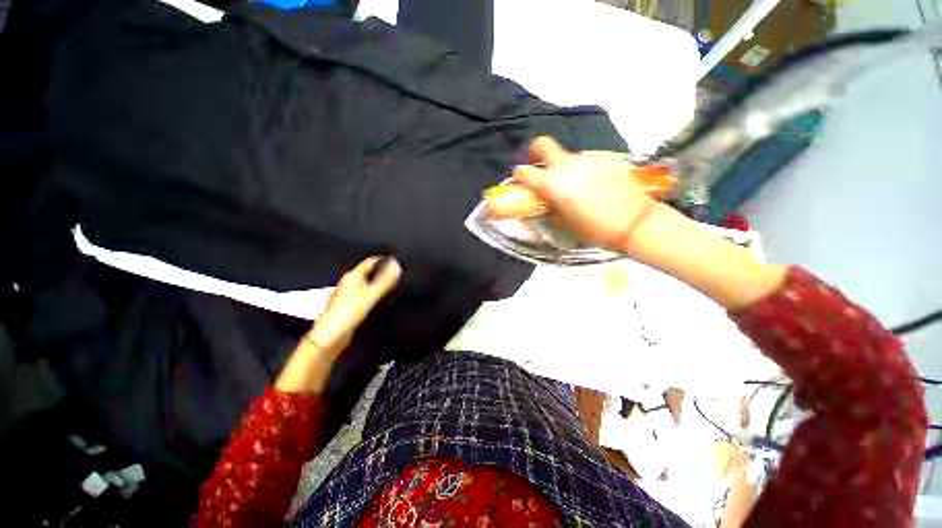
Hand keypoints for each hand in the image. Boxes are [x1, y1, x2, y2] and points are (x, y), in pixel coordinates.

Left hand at [308, 256, 401, 357]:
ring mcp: (348, 295)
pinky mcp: (349, 306)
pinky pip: (365, 295)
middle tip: (398, 274)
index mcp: (352, 277)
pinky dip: (374, 294)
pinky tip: (380, 300)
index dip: (384, 260)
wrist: (329, 337)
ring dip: (378, 284)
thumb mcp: (369, 296)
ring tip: (393, 286)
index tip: (397, 262)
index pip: (370, 261)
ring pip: (367, 284)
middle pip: (369, 272)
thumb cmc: (346, 314)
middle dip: (383, 272)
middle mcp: (349, 283)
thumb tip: (397, 265)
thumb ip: (384, 281)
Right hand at [513, 137, 657, 252]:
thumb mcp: (565, 224)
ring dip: (566, 168)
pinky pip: (588, 161)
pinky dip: (585, 170)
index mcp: (552, 184)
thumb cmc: (595, 229)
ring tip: (578, 186)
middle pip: (543, 144)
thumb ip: (551, 209)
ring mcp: (588, 158)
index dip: (520, 176)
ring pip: (568, 157)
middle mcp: (567, 165)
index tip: (523, 182)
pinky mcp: (607, 158)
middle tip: (541, 167)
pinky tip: (597, 185)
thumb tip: (547, 202)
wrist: (635, 222)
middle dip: (536, 152)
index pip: (524, 171)